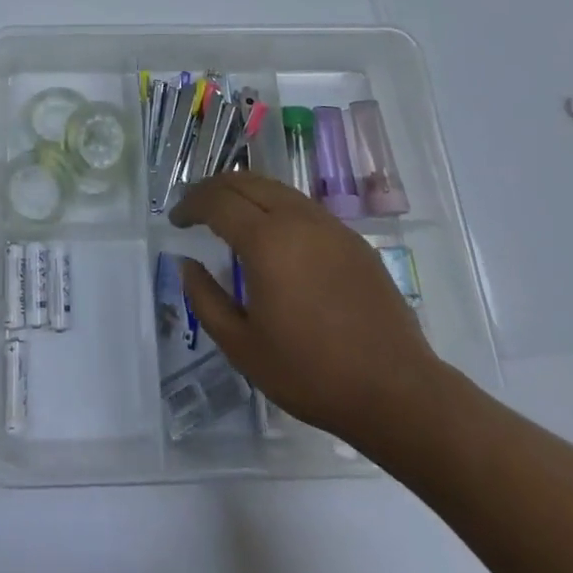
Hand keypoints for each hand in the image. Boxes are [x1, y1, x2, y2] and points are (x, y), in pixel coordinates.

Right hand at [170, 173, 450, 460]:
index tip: (176, 220)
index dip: (190, 205)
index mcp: (266, 241)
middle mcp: (296, 218)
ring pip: (275, 187)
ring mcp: (328, 224)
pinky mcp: (351, 238)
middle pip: (244, 181)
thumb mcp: (243, 347)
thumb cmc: (312, 374)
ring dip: (244, 192)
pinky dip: (274, 205)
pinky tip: (273, 235)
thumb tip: (186, 263)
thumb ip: (205, 299)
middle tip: (195, 210)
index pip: (217, 201)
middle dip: (213, 189)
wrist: (397, 391)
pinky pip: (301, 205)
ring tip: (229, 216)